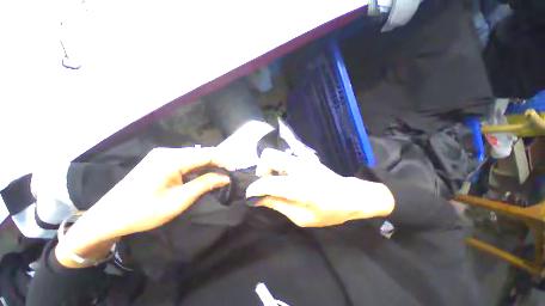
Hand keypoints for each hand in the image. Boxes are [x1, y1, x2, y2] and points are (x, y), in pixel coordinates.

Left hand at [56, 147, 229, 267]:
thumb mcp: (178, 200)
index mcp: (172, 159)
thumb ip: (204, 184)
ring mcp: (162, 155)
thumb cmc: (142, 212)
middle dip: (218, 163)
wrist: (107, 218)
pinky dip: (198, 168)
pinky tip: (202, 176)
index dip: (225, 161)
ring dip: (208, 166)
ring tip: (219, 177)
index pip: (208, 154)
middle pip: (202, 153)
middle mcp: (168, 152)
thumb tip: (226, 177)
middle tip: (229, 176)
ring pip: (194, 157)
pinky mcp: (159, 161)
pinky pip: (185, 161)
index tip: (235, 171)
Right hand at [246, 149, 393, 226]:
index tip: (250, 196)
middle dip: (261, 170)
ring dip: (270, 168)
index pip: (268, 182)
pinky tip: (285, 178)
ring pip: (275, 154)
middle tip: (266, 185)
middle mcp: (298, 167)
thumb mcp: (302, 217)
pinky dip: (278, 166)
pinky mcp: (304, 158)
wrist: (350, 195)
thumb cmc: (329, 211)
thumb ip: (278, 205)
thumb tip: (258, 199)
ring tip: (276, 182)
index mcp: (300, 186)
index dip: (255, 189)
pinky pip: (284, 158)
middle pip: (269, 156)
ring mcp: (302, 159)